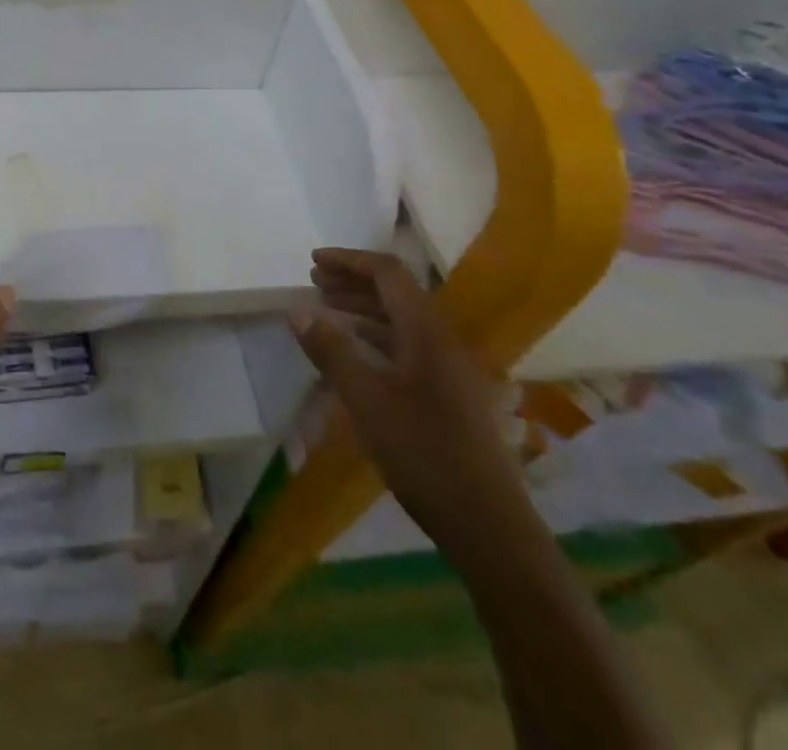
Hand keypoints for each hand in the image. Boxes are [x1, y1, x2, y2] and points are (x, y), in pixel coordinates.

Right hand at [290, 248, 527, 543]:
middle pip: (397, 292)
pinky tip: (358, 352)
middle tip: (315, 282)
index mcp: (426, 332)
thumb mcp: (366, 401)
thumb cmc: (424, 455)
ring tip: (328, 310)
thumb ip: (332, 351)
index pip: (388, 273)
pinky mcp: (451, 394)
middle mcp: (442, 340)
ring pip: (403, 319)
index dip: (350, 260)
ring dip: (365, 308)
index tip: (314, 262)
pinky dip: (378, 335)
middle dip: (354, 281)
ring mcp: (450, 368)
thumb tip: (298, 309)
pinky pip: (409, 344)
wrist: (489, 526)